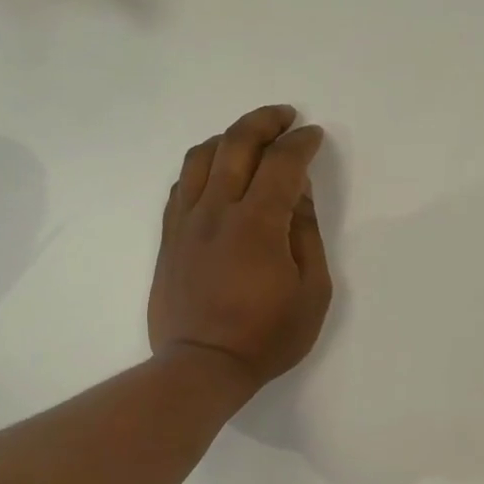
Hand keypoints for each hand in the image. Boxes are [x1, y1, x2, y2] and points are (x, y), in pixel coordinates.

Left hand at [149, 105, 332, 393]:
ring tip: (249, 139)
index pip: (282, 163)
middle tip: (285, 117)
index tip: (314, 136)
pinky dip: (202, 167)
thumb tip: (299, 194)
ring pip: (202, 157)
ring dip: (229, 137)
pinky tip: (215, 174)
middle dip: (264, 122)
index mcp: (258, 222)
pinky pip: (181, 185)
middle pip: (236, 143)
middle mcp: (217, 210)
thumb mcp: (312, 292)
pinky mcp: (169, 237)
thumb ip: (306, 235)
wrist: (203, 366)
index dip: (301, 143)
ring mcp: (186, 221)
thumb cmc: (267, 336)